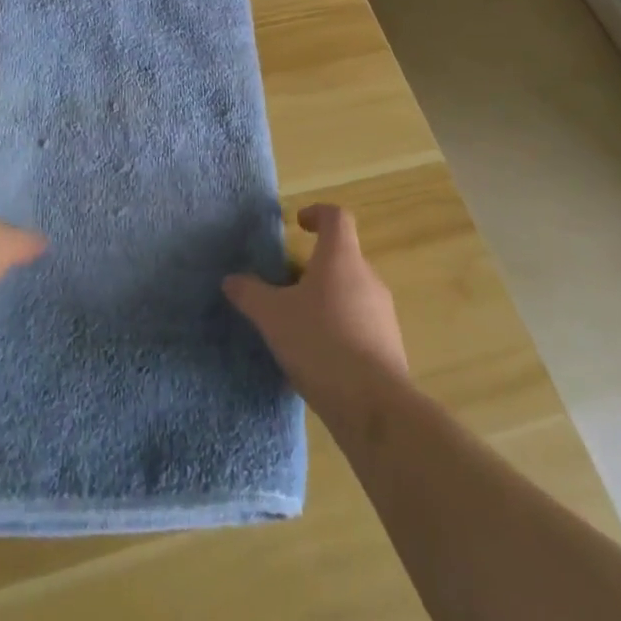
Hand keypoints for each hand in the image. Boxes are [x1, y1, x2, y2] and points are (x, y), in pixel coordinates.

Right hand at [223, 204, 409, 420]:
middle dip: (314, 267)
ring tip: (299, 325)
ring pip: (351, 291)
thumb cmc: (321, 343)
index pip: (336, 217)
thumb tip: (230, 280)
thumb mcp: (273, 317)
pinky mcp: (390, 345)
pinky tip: (320, 356)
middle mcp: (367, 277)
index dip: (317, 213)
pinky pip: (361, 323)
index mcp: (341, 258)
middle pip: (342, 257)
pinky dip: (340, 328)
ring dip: (326, 299)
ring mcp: (383, 313)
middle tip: (286, 287)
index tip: (298, 225)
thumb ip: (250, 294)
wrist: (374, 407)